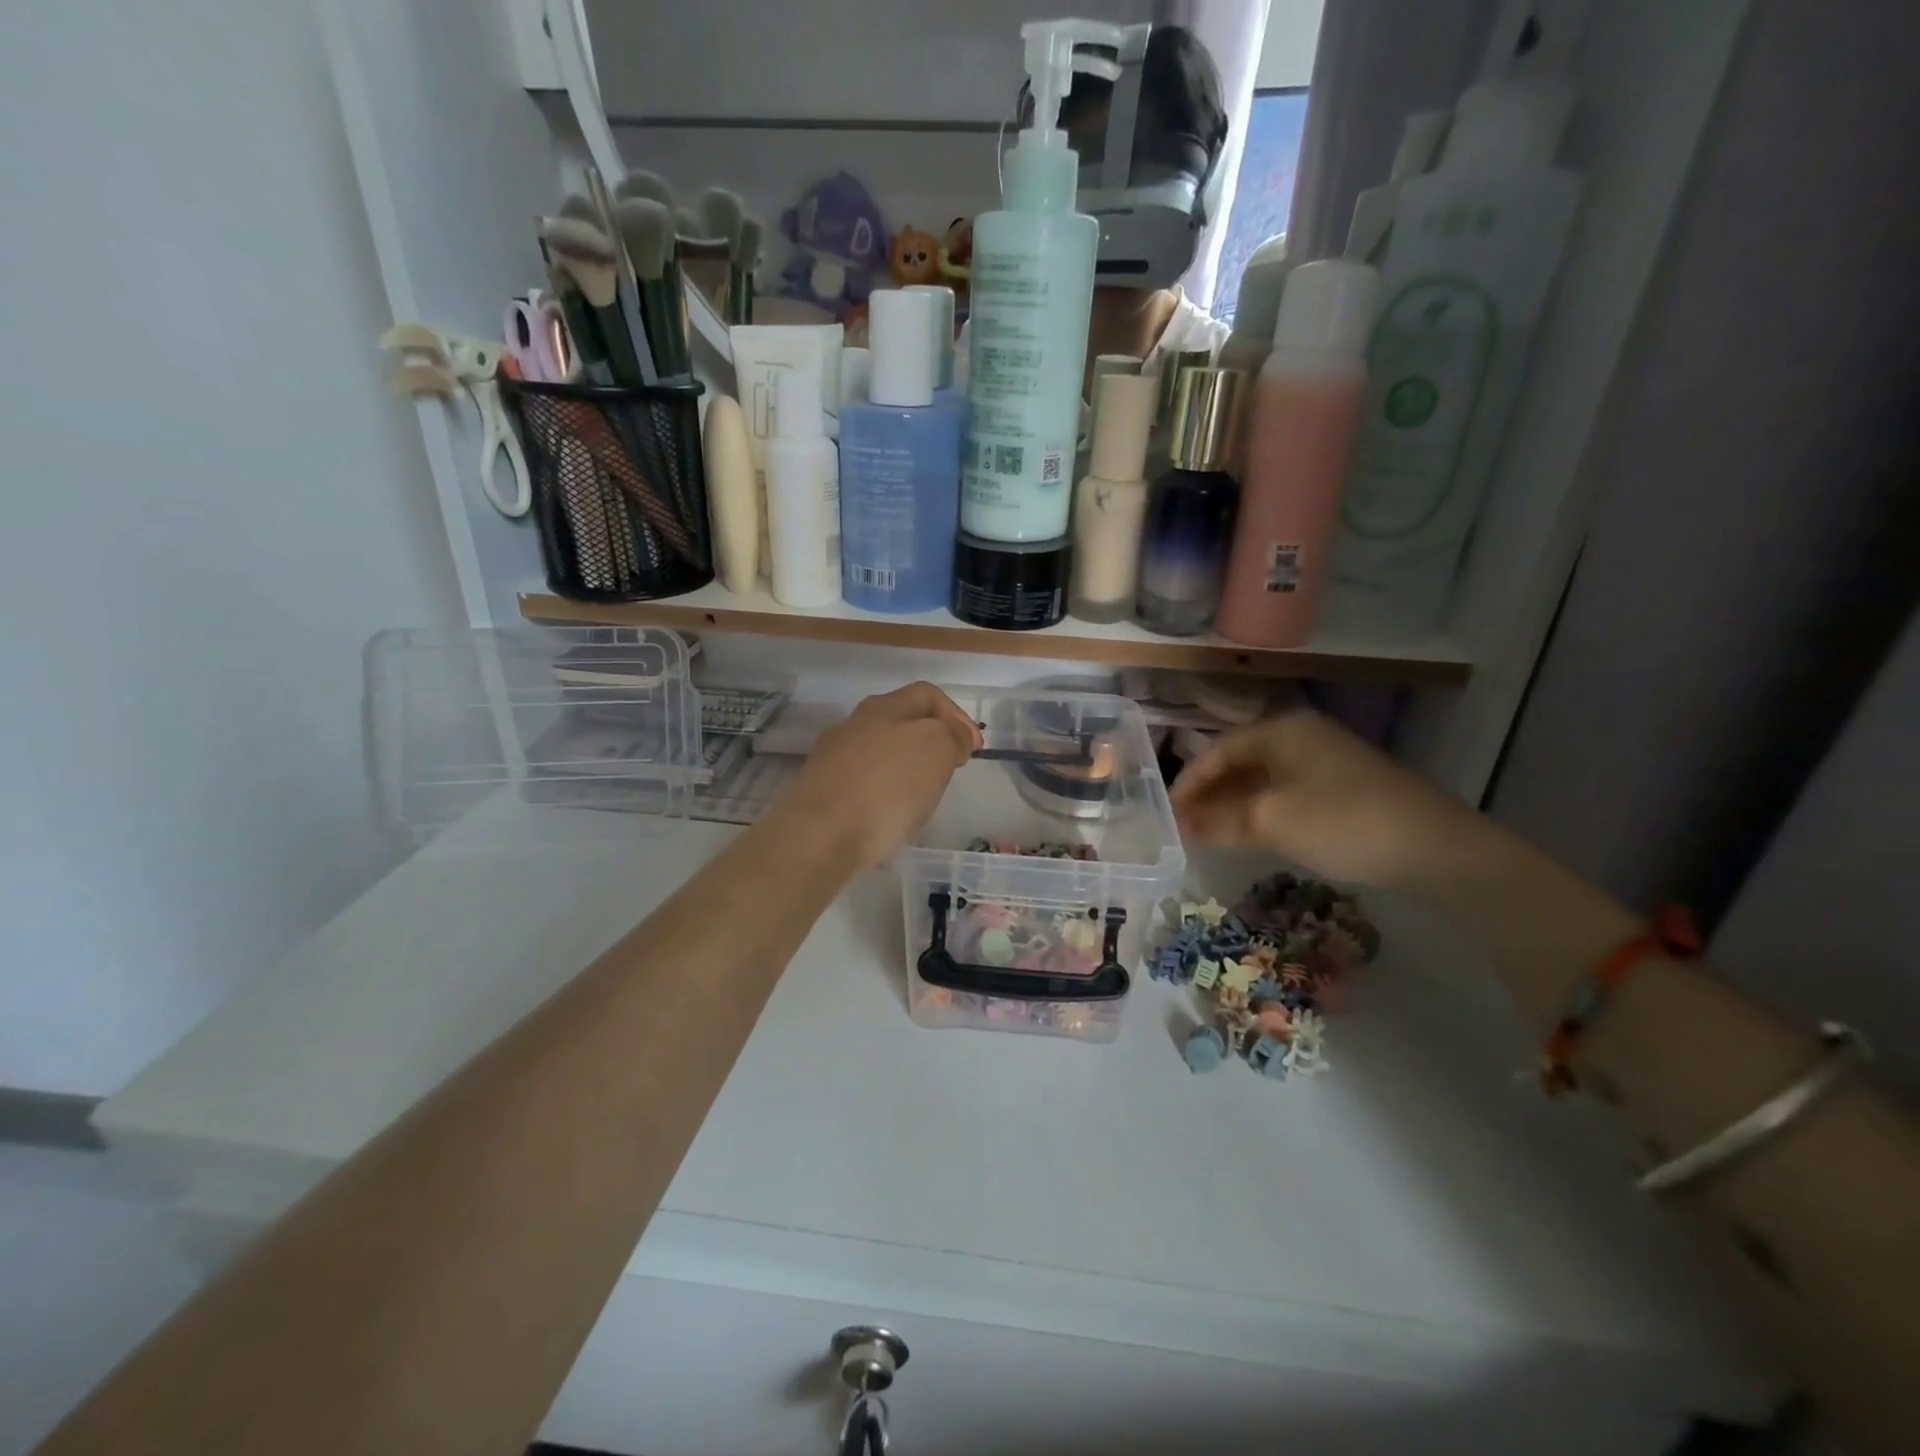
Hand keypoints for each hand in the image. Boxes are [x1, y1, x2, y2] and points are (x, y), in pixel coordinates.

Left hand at [766, 683, 981, 869]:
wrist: (818, 837)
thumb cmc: (886, 787)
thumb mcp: (936, 749)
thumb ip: (952, 734)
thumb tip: (955, 734)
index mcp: (883, 707)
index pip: (927, 695)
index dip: (956, 716)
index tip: (974, 748)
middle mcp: (853, 726)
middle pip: (901, 724)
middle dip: (930, 745)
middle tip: (948, 774)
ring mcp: (832, 760)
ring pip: (880, 757)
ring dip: (906, 774)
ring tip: (920, 804)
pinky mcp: (820, 795)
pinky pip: (863, 789)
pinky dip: (883, 800)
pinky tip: (890, 823)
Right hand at [1171, 710, 1479, 890]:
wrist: (1435, 847)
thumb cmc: (1342, 822)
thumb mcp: (1271, 822)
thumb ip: (1220, 822)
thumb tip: (1183, 825)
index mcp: (1280, 730)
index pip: (1217, 751)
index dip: (1188, 783)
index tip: (1167, 813)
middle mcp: (1301, 735)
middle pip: (1239, 762)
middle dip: (1209, 795)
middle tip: (1184, 826)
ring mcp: (1325, 759)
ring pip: (1263, 779)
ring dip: (1234, 805)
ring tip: (1210, 834)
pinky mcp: (1344, 785)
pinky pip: (1287, 792)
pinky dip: (1262, 811)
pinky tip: (1253, 833)